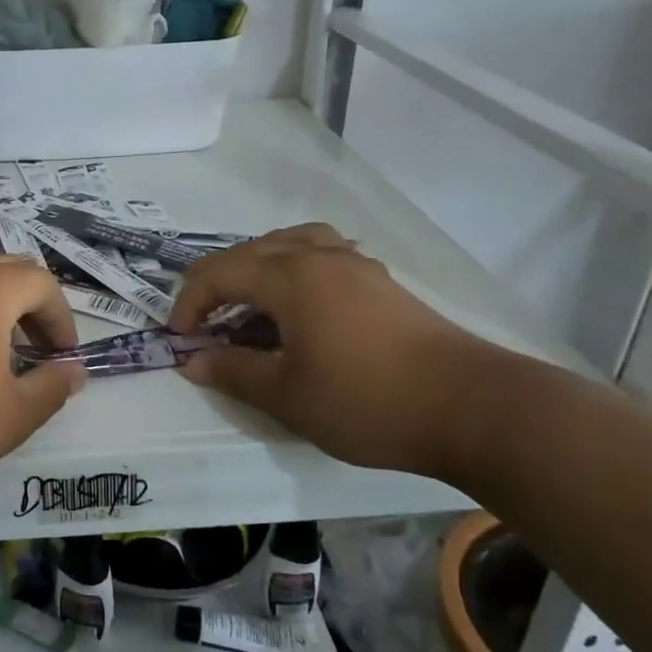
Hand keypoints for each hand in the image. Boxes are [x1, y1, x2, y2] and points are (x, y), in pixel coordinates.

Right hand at [169, 224, 495, 479]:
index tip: (180, 339)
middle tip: (207, 324)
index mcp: (290, 277)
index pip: (219, 272)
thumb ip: (233, 372)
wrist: (471, 408)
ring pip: (292, 244)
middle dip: (218, 284)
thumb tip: (192, 361)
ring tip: (252, 303)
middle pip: (252, 252)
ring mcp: (357, 266)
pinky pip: (323, 256)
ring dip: (259, 268)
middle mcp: (320, 257)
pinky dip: (296, 271)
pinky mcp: (382, 283)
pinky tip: (303, 306)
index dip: (190, 302)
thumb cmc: (366, 401)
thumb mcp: (286, 395)